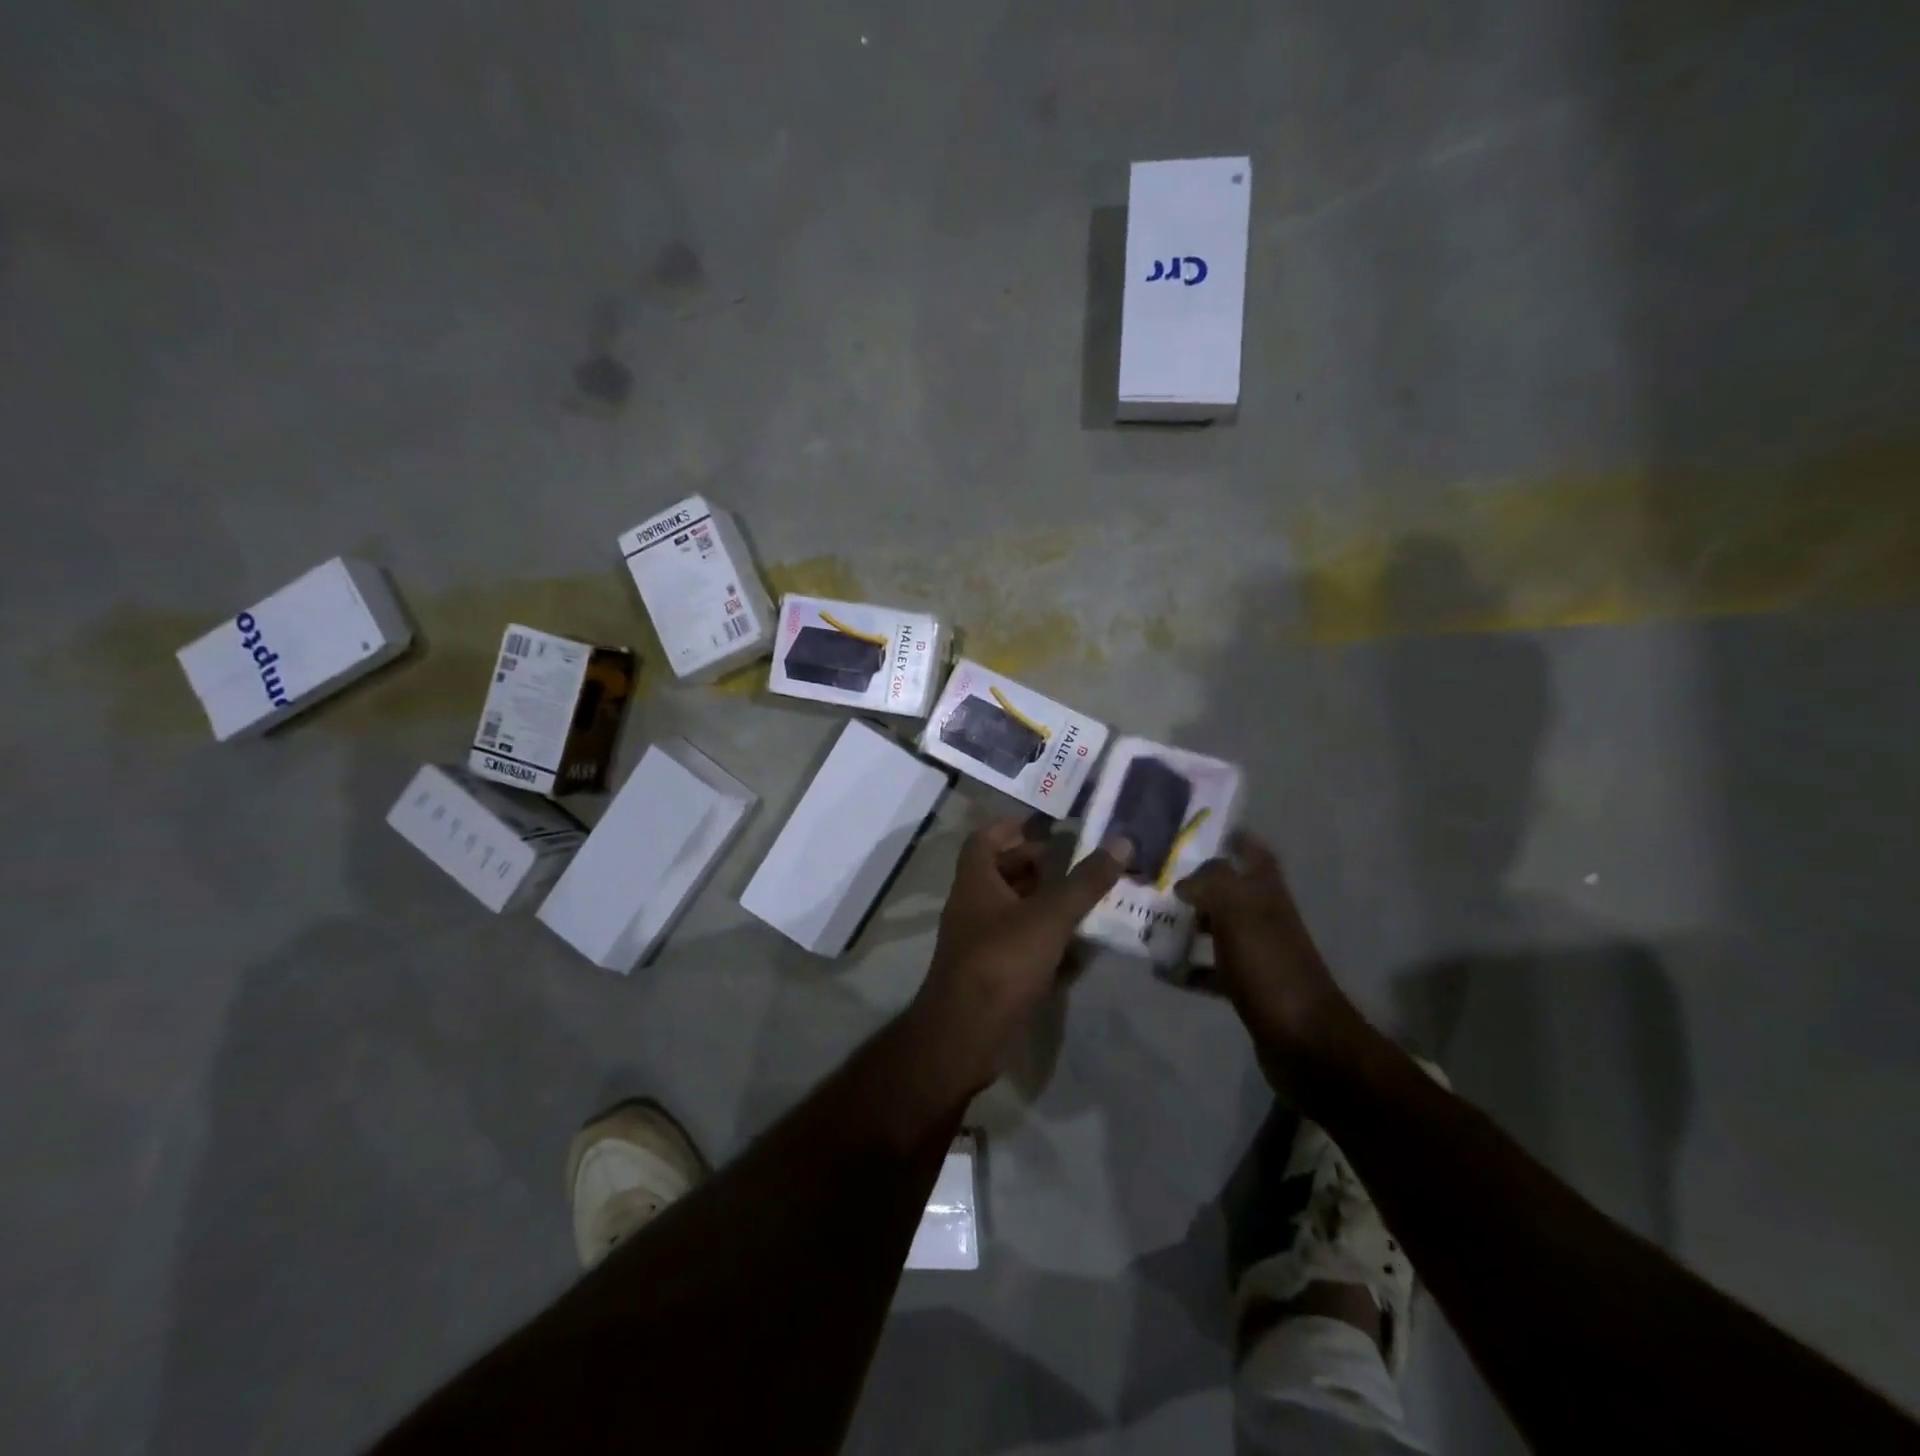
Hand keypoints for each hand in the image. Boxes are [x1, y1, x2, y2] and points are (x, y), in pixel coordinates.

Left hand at [907, 817, 1128, 1094]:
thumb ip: (1084, 881)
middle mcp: (972, 905)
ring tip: (1084, 899)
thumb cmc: (1002, 961)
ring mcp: (979, 940)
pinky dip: (1044, 936)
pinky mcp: (990, 970)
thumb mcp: (1049, 917)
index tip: (1047, 825)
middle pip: (1001, 872)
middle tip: (1076, 863)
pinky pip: (1018, 941)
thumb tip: (1121, 842)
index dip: (1012, 826)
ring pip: (1013, 908)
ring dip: (1044, 901)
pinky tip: (1075, 945)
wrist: (965, 1034)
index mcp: (975, 881)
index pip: (984, 838)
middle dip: (1037, 864)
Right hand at [1175, 831, 1367, 1094]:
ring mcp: (1257, 954)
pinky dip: (1187, 968)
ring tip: (1146, 919)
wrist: (1305, 1042)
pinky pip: (1210, 970)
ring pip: (1216, 928)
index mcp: (1267, 893)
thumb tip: (1182, 880)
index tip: (1195, 832)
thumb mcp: (1240, 913)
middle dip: (1194, 882)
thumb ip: (1211, 885)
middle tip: (1152, 876)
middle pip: (1228, 889)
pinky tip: (1161, 969)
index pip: (1253, 852)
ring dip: (1186, 924)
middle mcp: (1264, 917)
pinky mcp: (1247, 988)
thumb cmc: (1272, 967)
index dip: (1232, 839)